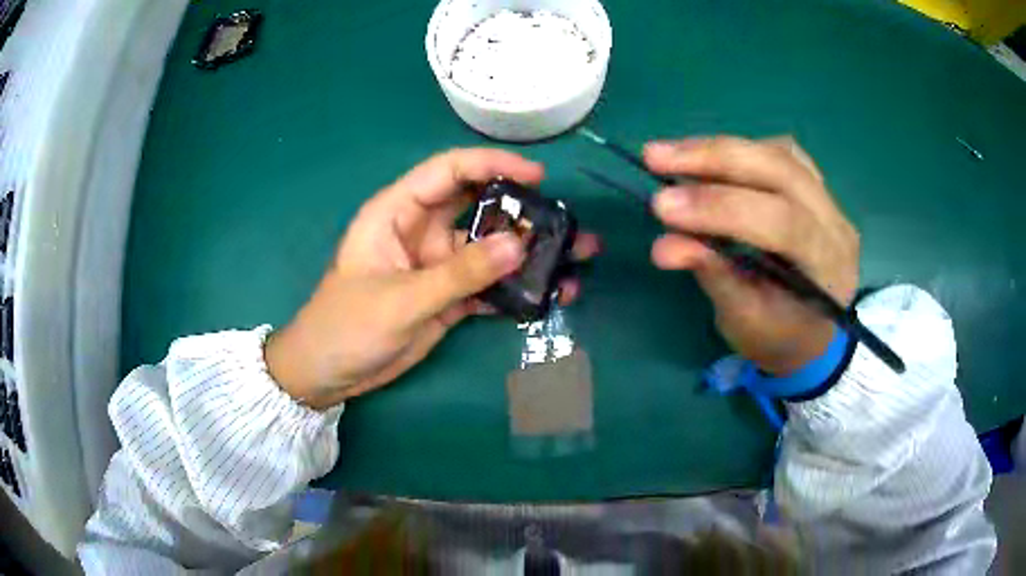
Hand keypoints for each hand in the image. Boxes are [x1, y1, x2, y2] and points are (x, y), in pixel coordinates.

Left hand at [265, 149, 599, 408]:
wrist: (329, 374)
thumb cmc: (347, 326)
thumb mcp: (401, 299)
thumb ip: (459, 273)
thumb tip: (519, 245)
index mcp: (397, 212)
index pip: (449, 172)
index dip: (492, 166)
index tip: (537, 177)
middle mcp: (422, 231)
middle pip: (479, 207)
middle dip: (523, 211)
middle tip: (568, 222)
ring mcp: (438, 265)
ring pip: (490, 249)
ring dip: (530, 253)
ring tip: (576, 257)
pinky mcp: (449, 297)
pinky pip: (489, 284)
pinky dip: (518, 288)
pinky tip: (552, 293)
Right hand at [645, 136, 858, 374]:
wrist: (813, 336)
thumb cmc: (779, 339)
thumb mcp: (745, 323)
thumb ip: (714, 277)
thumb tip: (664, 245)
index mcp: (828, 267)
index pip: (782, 222)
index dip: (722, 208)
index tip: (663, 207)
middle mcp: (836, 223)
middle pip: (781, 169)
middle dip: (714, 159)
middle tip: (656, 158)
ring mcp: (828, 199)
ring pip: (777, 152)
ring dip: (720, 149)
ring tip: (672, 156)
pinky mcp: (814, 186)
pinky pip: (779, 152)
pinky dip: (740, 151)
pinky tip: (711, 160)